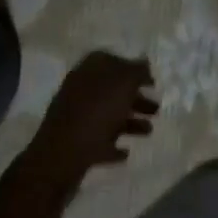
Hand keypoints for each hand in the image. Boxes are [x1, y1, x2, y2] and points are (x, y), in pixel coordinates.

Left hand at [26, 52, 157, 187]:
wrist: (60, 156)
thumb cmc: (96, 113)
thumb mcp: (124, 84)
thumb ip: (137, 71)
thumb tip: (144, 62)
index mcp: (90, 69)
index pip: (115, 61)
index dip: (135, 70)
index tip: (152, 82)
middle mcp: (81, 88)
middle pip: (114, 90)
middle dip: (136, 99)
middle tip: (156, 109)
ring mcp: (76, 116)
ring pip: (108, 115)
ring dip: (130, 122)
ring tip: (149, 132)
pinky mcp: (74, 142)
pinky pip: (98, 140)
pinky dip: (113, 144)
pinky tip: (125, 152)